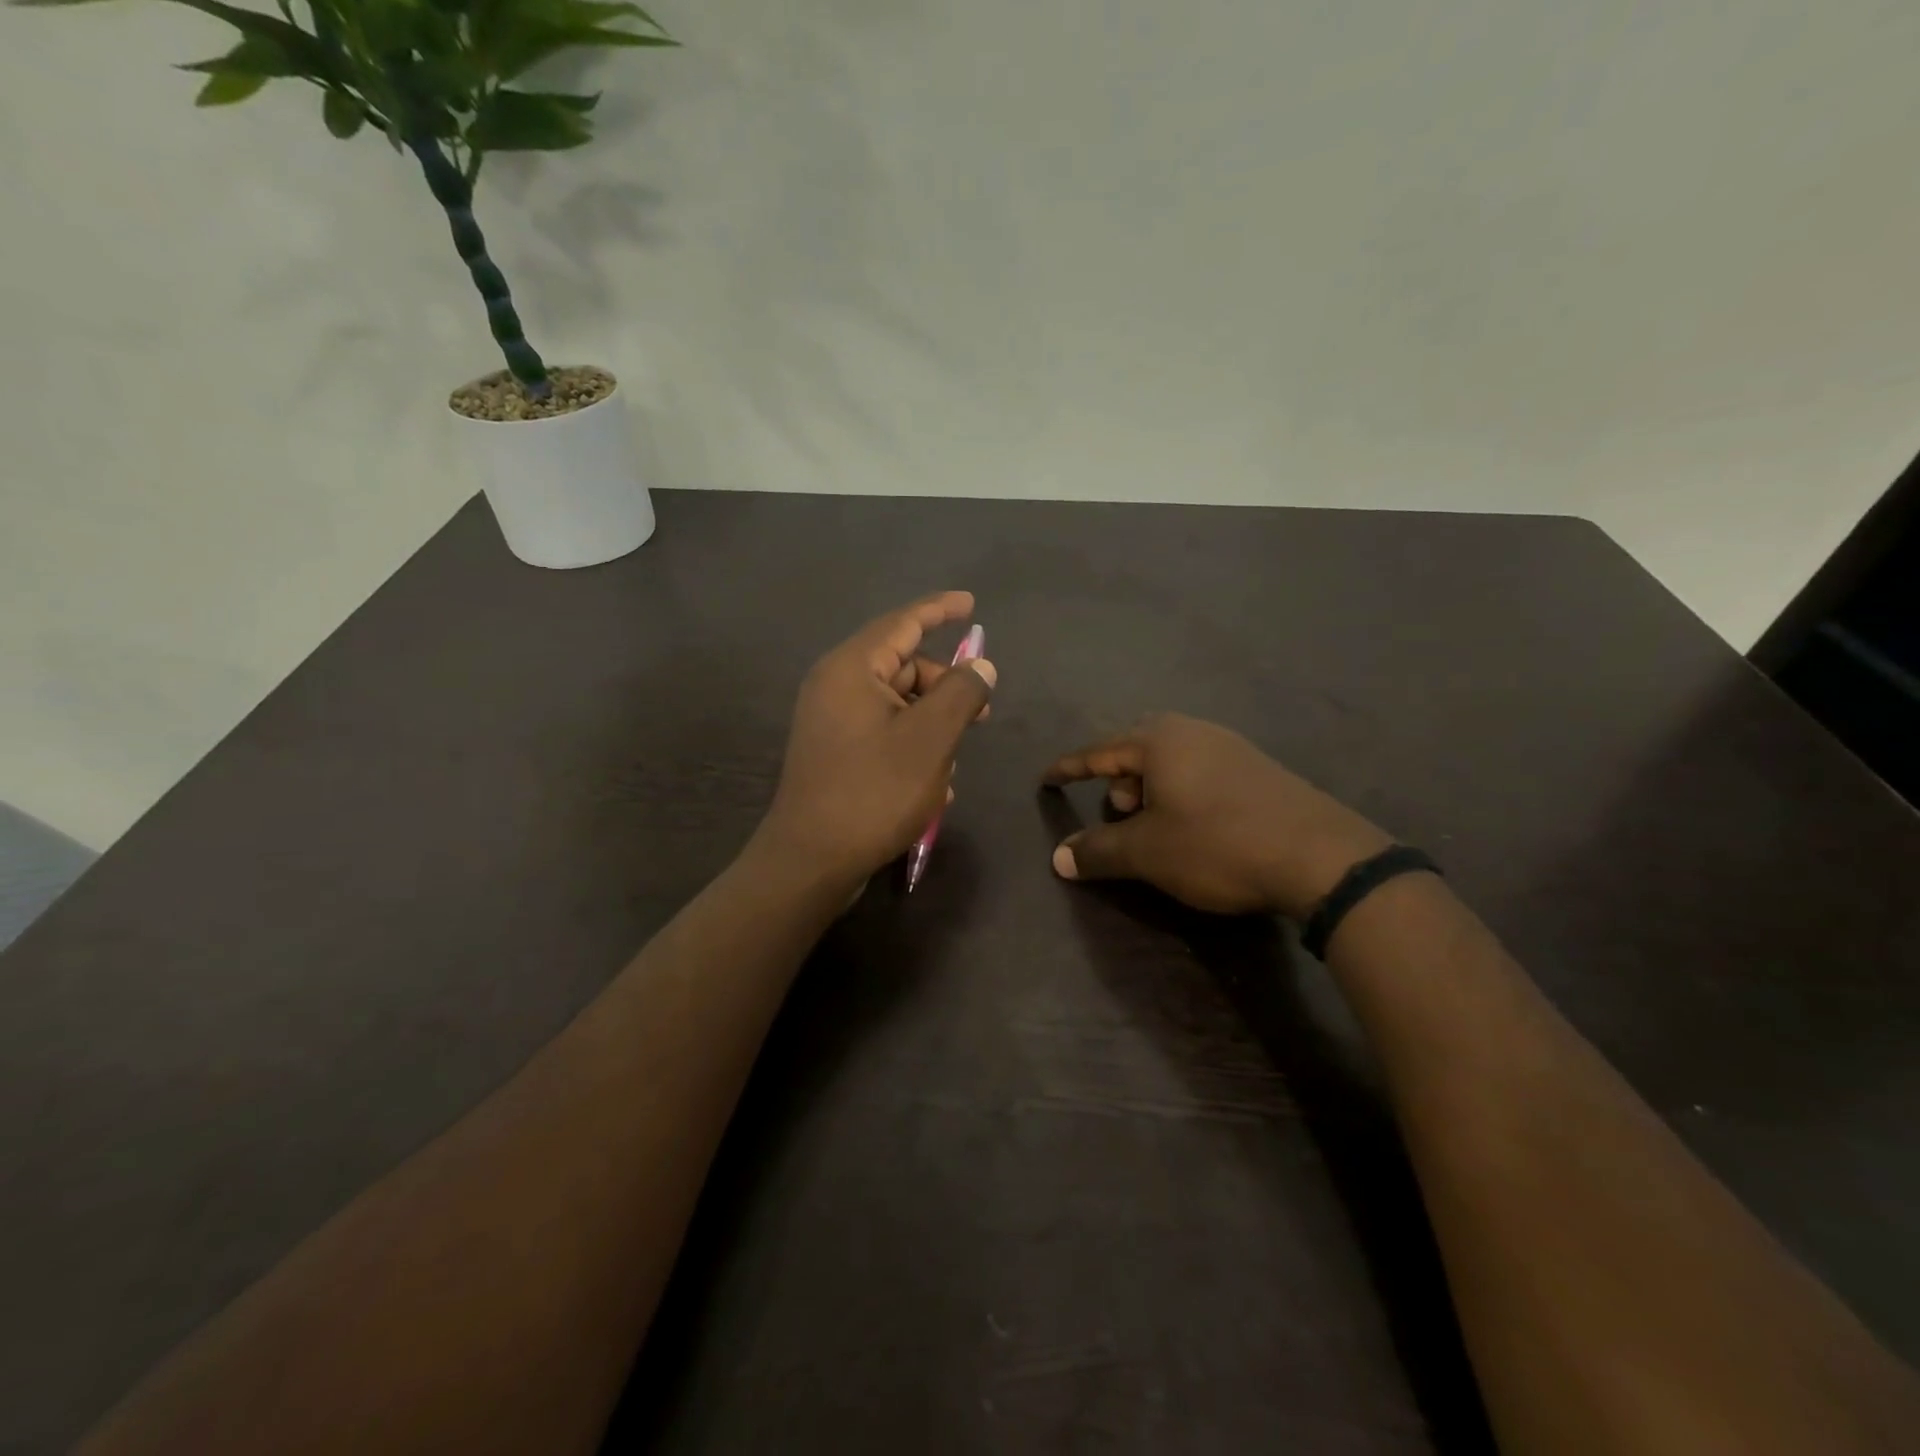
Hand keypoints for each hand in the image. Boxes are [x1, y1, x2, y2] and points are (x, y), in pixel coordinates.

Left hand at [760, 591, 996, 889]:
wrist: (811, 861)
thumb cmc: (873, 792)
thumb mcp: (930, 739)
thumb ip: (961, 693)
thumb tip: (980, 667)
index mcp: (852, 669)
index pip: (903, 622)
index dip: (940, 610)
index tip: (971, 603)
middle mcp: (836, 687)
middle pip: (902, 666)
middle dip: (945, 686)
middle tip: (981, 714)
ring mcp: (831, 722)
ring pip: (897, 705)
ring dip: (932, 725)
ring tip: (953, 763)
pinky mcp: (834, 753)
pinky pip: (883, 733)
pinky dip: (912, 747)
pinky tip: (933, 784)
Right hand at [1043, 713, 1389, 918]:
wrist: (1319, 857)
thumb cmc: (1216, 844)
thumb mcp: (1147, 852)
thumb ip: (1098, 850)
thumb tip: (1058, 857)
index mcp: (1160, 741)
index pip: (1099, 751)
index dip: (1069, 768)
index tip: (1046, 779)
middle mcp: (1194, 732)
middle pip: (1139, 744)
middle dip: (1118, 775)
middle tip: (1118, 809)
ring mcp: (1232, 747)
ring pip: (1173, 757)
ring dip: (1151, 785)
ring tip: (1153, 822)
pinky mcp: (1259, 770)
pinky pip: (1202, 769)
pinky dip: (1182, 790)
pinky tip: (1193, 824)